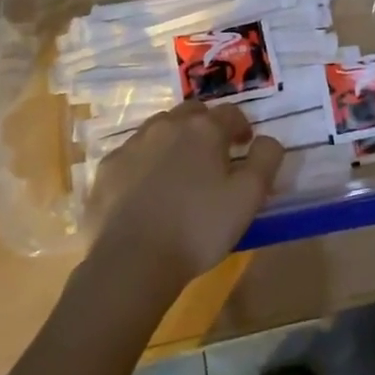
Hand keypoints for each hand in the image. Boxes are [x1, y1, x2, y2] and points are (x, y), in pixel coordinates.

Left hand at [87, 102, 284, 295]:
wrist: (131, 262)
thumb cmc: (198, 228)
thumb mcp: (249, 197)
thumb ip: (266, 159)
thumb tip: (267, 140)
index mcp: (204, 129)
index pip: (230, 112)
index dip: (242, 127)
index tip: (244, 147)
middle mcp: (166, 126)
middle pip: (192, 113)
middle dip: (206, 126)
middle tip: (213, 155)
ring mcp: (132, 145)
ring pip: (159, 129)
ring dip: (174, 140)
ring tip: (180, 171)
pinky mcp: (107, 168)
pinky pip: (132, 154)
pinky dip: (145, 162)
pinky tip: (147, 189)